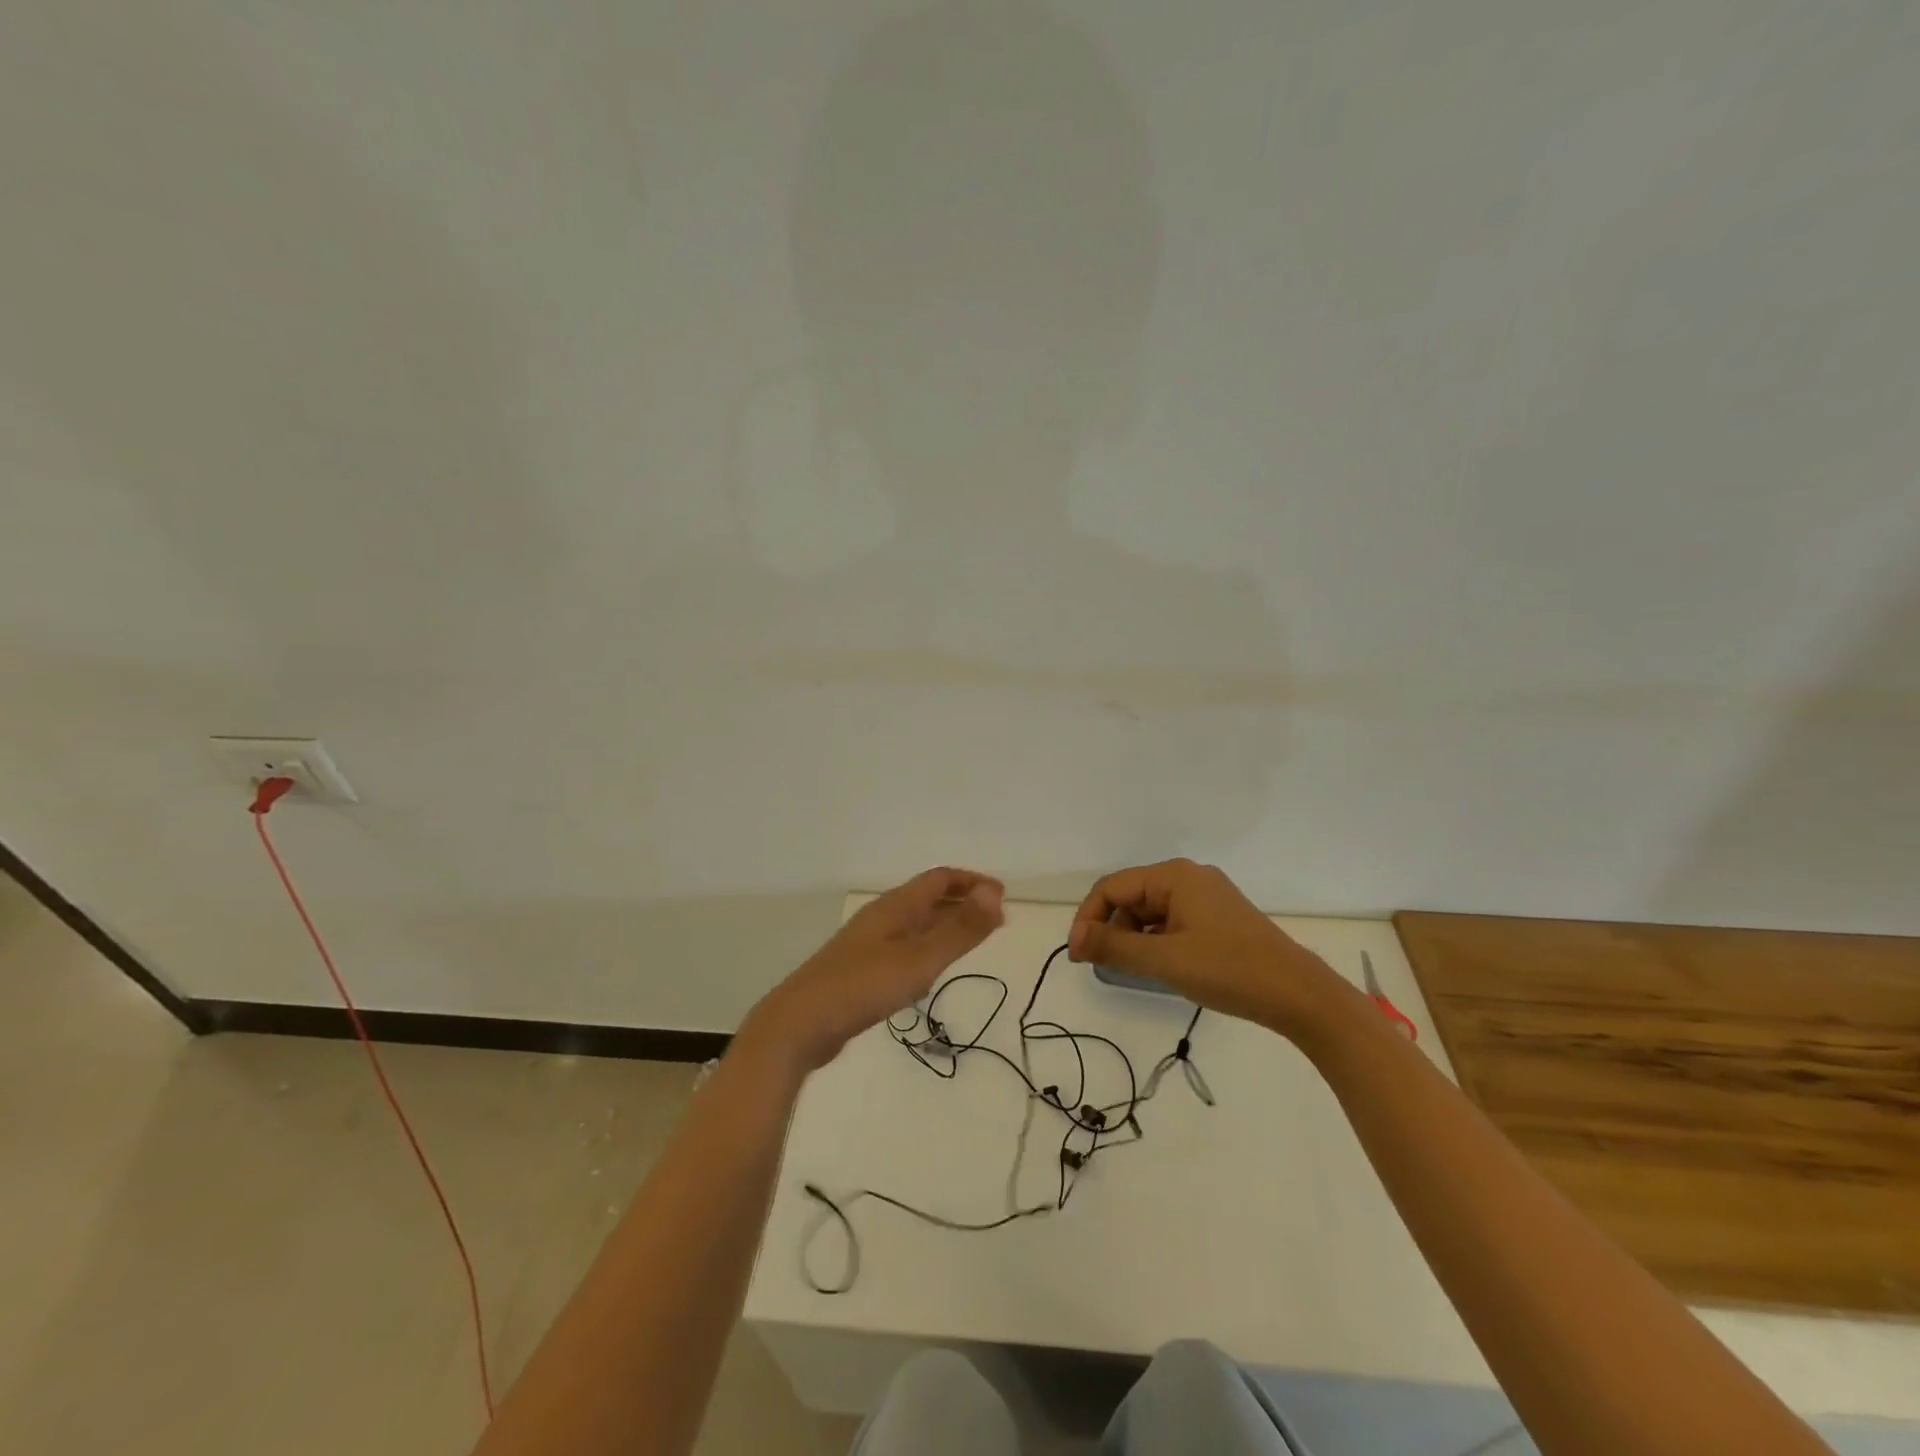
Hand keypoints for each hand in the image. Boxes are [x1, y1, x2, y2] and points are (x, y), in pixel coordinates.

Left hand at [745, 868, 1004, 1071]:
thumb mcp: (920, 959)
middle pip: (927, 898)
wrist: (799, 1024)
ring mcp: (867, 944)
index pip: (939, 879)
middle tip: (994, 921)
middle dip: (962, 903)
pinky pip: (903, 946)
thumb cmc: (863, 986)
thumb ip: (959, 929)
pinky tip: (930, 970)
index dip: (972, 882)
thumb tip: (994, 893)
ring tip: (971, 941)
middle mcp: (881, 918)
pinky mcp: (859, 970)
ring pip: (915, 924)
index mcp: (895, 907)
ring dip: (945, 926)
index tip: (1002, 897)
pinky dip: (926, 948)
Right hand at [1067, 859, 1344, 1036]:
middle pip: (1131, 896)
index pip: (1112, 887)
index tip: (1078, 956)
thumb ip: (1115, 947)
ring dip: (1132, 936)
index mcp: (1175, 876)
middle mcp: (1188, 877)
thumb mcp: (1165, 960)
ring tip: (1130, 970)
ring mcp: (1206, 897)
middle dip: (1110, 928)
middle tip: (1098, 966)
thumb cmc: (1229, 971)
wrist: (1299, 995)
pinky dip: (1155, 941)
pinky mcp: (1217, 917)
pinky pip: (1171, 921)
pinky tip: (1158, 966)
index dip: (1088, 918)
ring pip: (1150, 911)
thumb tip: (1076, 940)